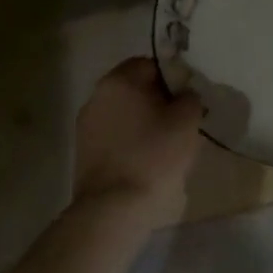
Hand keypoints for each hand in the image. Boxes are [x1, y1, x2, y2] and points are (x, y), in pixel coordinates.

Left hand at [72, 57, 205, 226]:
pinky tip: (145, 161)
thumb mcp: (186, 121)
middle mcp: (96, 96)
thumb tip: (184, 94)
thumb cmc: (153, 156)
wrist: (113, 207)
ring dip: (143, 122)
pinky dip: (130, 142)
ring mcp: (86, 125)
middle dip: (158, 101)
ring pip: (123, 113)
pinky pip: (114, 136)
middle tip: (180, 122)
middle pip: (134, 89)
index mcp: (119, 81)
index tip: (188, 100)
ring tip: (165, 145)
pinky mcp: (83, 152)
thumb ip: (189, 97)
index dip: (173, 78)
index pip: (150, 64)